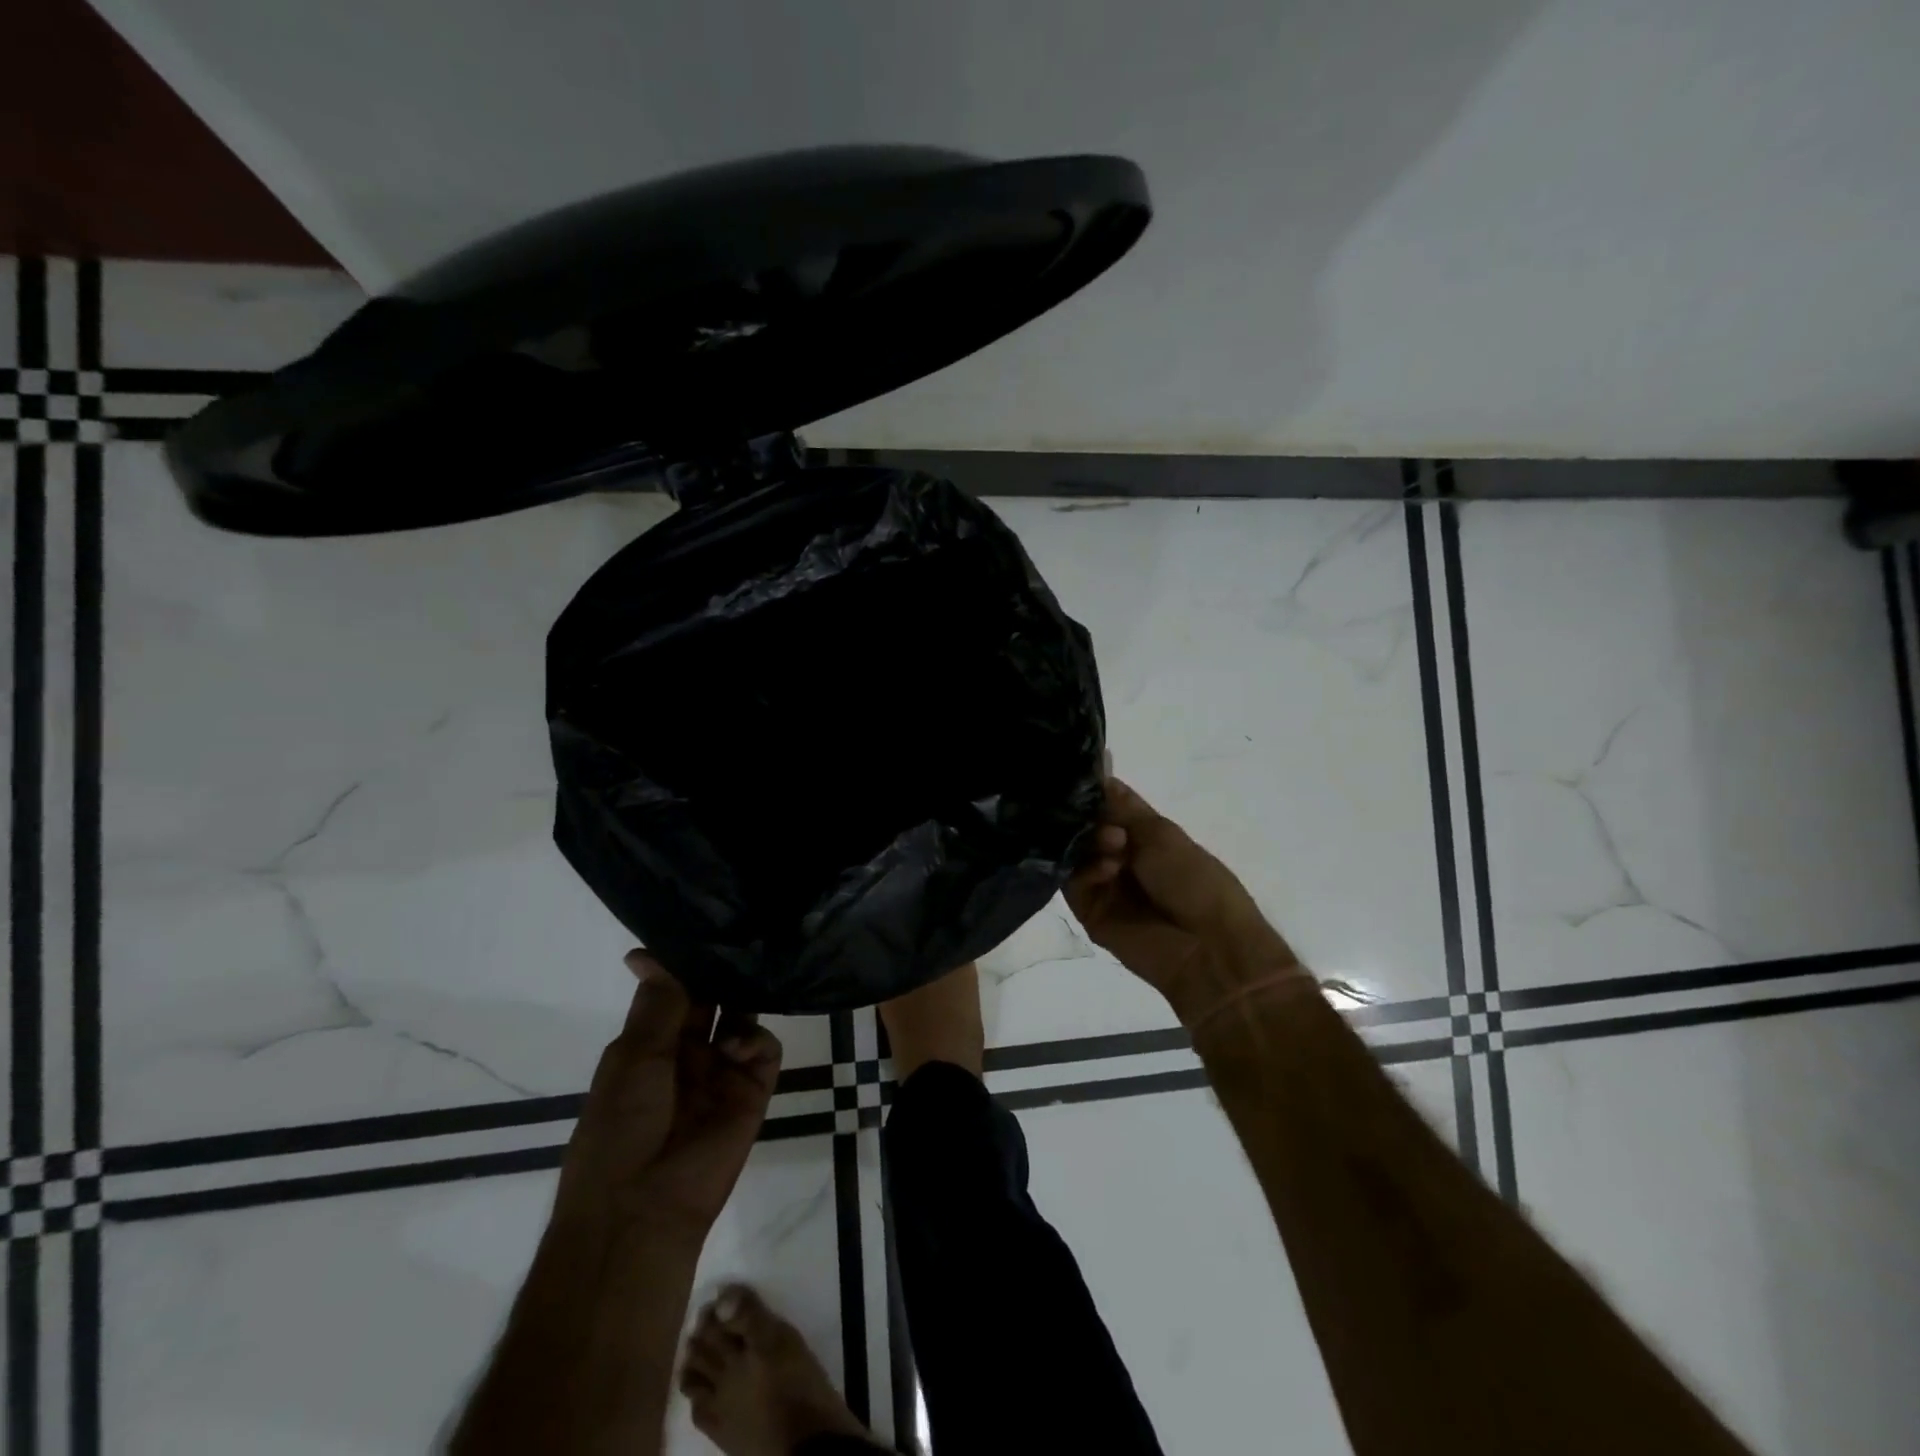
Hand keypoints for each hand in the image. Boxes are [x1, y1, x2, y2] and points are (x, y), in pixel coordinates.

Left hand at [555, 951, 782, 1243]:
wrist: (642, 1209)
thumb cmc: (621, 1128)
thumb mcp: (632, 1058)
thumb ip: (656, 1003)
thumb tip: (646, 951)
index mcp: (649, 1044)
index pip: (672, 990)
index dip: (682, 962)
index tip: (700, 928)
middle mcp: (687, 1052)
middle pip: (711, 998)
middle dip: (720, 973)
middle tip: (740, 940)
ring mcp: (721, 1070)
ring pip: (740, 1016)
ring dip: (742, 999)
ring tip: (745, 987)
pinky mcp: (752, 1090)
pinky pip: (764, 1049)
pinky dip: (755, 1039)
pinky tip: (737, 1046)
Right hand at [1066, 777, 1304, 1025]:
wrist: (1209, 946)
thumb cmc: (1196, 881)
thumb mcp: (1162, 833)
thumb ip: (1122, 807)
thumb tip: (1099, 774)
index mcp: (1144, 837)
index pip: (1107, 806)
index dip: (1093, 792)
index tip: (1075, 777)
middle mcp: (1119, 857)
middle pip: (1085, 828)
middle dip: (1090, 819)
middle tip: (1108, 826)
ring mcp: (1103, 885)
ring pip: (1075, 854)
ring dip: (1090, 844)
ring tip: (1114, 848)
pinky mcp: (1090, 912)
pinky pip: (1073, 883)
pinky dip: (1086, 871)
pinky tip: (1107, 870)